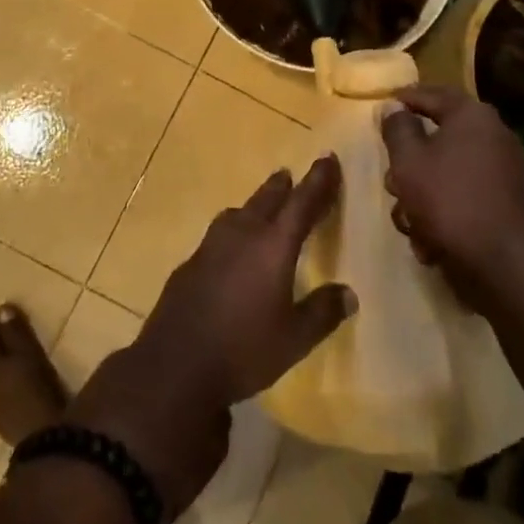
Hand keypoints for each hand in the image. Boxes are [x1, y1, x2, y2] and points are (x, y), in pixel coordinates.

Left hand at [69, 157, 356, 516]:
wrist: (175, 364)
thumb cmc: (244, 349)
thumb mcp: (294, 339)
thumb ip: (322, 312)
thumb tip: (348, 293)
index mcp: (273, 246)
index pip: (302, 204)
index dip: (318, 181)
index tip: (328, 159)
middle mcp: (242, 235)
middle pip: (266, 200)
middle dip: (283, 187)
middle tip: (290, 176)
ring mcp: (211, 246)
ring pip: (238, 213)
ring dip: (254, 205)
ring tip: (262, 208)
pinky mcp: (191, 262)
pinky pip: (219, 234)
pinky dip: (234, 231)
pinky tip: (232, 250)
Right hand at [381, 85, 523, 309]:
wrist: (504, 262)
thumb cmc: (448, 199)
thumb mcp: (408, 160)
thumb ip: (397, 129)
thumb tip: (394, 107)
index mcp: (472, 115)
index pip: (431, 94)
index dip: (403, 98)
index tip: (382, 106)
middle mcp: (493, 135)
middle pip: (438, 138)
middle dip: (409, 163)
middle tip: (392, 181)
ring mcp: (503, 171)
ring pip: (447, 171)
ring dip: (422, 194)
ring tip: (409, 221)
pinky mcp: (506, 203)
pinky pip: (464, 195)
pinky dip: (444, 212)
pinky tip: (430, 240)